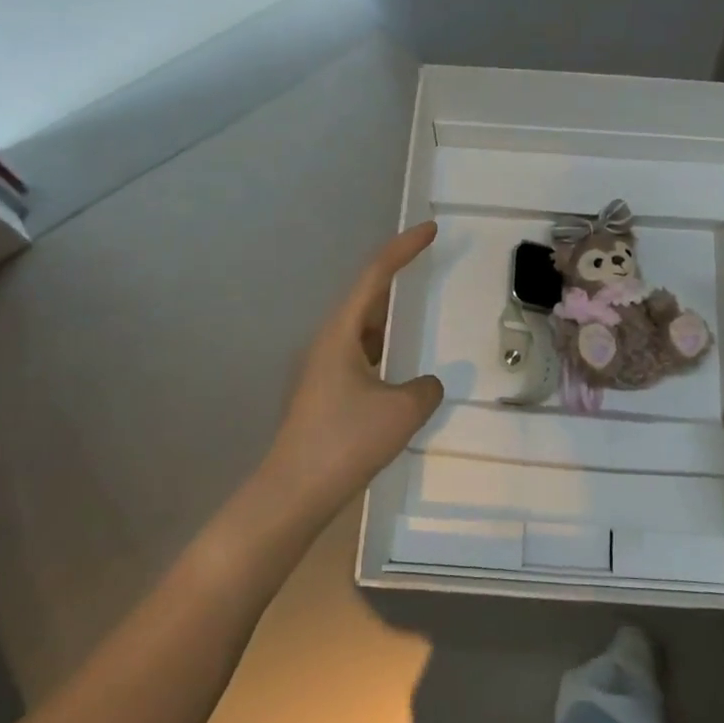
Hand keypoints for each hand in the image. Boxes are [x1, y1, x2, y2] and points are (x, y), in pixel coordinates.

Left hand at [259, 222, 445, 524]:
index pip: (375, 276)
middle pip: (367, 296)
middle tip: (428, 259)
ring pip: (363, 328)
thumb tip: (426, 385)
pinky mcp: (327, 393)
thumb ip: (425, 390)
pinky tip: (401, 365)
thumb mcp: (402, 412)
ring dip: (391, 314)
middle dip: (397, 274)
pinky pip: (362, 355)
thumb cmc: (345, 442)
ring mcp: (324, 369)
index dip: (403, 248)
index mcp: (341, 333)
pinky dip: (385, 347)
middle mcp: (329, 342)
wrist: (293, 493)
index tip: (430, 230)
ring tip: (420, 307)